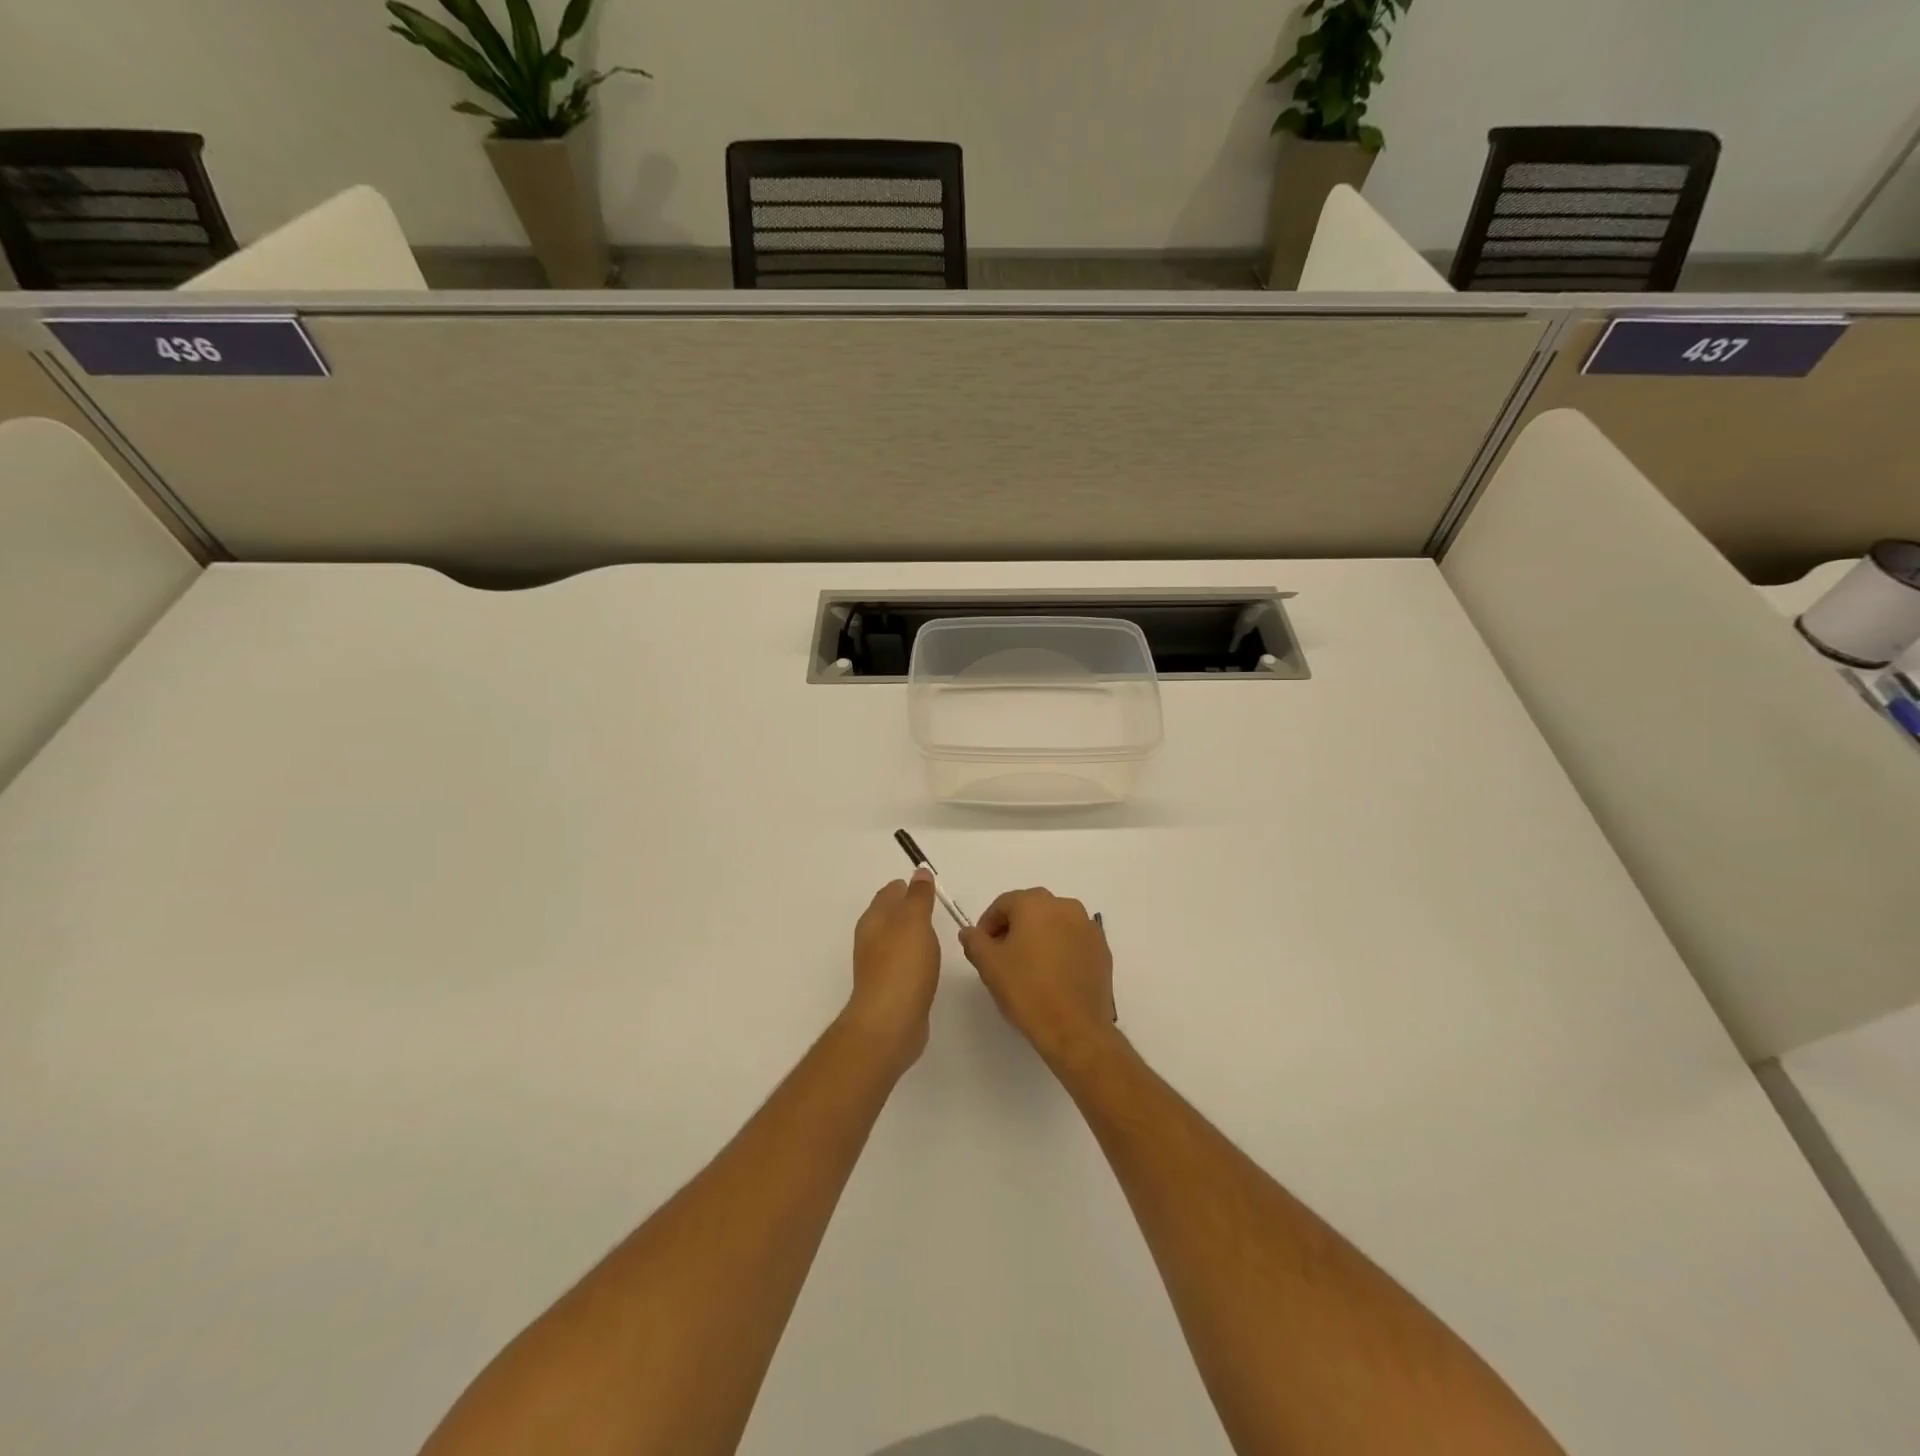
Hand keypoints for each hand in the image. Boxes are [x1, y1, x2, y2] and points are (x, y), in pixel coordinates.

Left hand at [843, 870, 941, 1072]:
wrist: (890, 1022)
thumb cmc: (902, 965)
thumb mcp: (914, 921)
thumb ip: (918, 897)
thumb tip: (919, 872)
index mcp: (874, 920)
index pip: (888, 894)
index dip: (905, 887)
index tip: (925, 885)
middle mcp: (871, 940)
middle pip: (889, 916)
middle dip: (906, 909)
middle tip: (932, 905)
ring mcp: (878, 966)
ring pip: (896, 941)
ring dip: (910, 934)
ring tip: (933, 932)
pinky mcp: (890, 989)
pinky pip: (903, 964)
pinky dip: (914, 957)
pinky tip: (927, 963)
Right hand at [960, 888, 1116, 1069]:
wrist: (1075, 1028)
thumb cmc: (1027, 990)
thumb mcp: (989, 965)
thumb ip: (975, 941)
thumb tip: (970, 932)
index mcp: (1035, 903)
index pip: (1003, 904)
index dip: (988, 925)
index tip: (981, 948)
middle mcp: (1065, 906)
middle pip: (1030, 910)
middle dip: (1013, 929)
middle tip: (1002, 958)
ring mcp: (1088, 927)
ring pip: (1054, 924)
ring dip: (1039, 938)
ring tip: (1028, 968)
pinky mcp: (1102, 949)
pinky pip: (1073, 941)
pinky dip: (1060, 950)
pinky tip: (1053, 976)